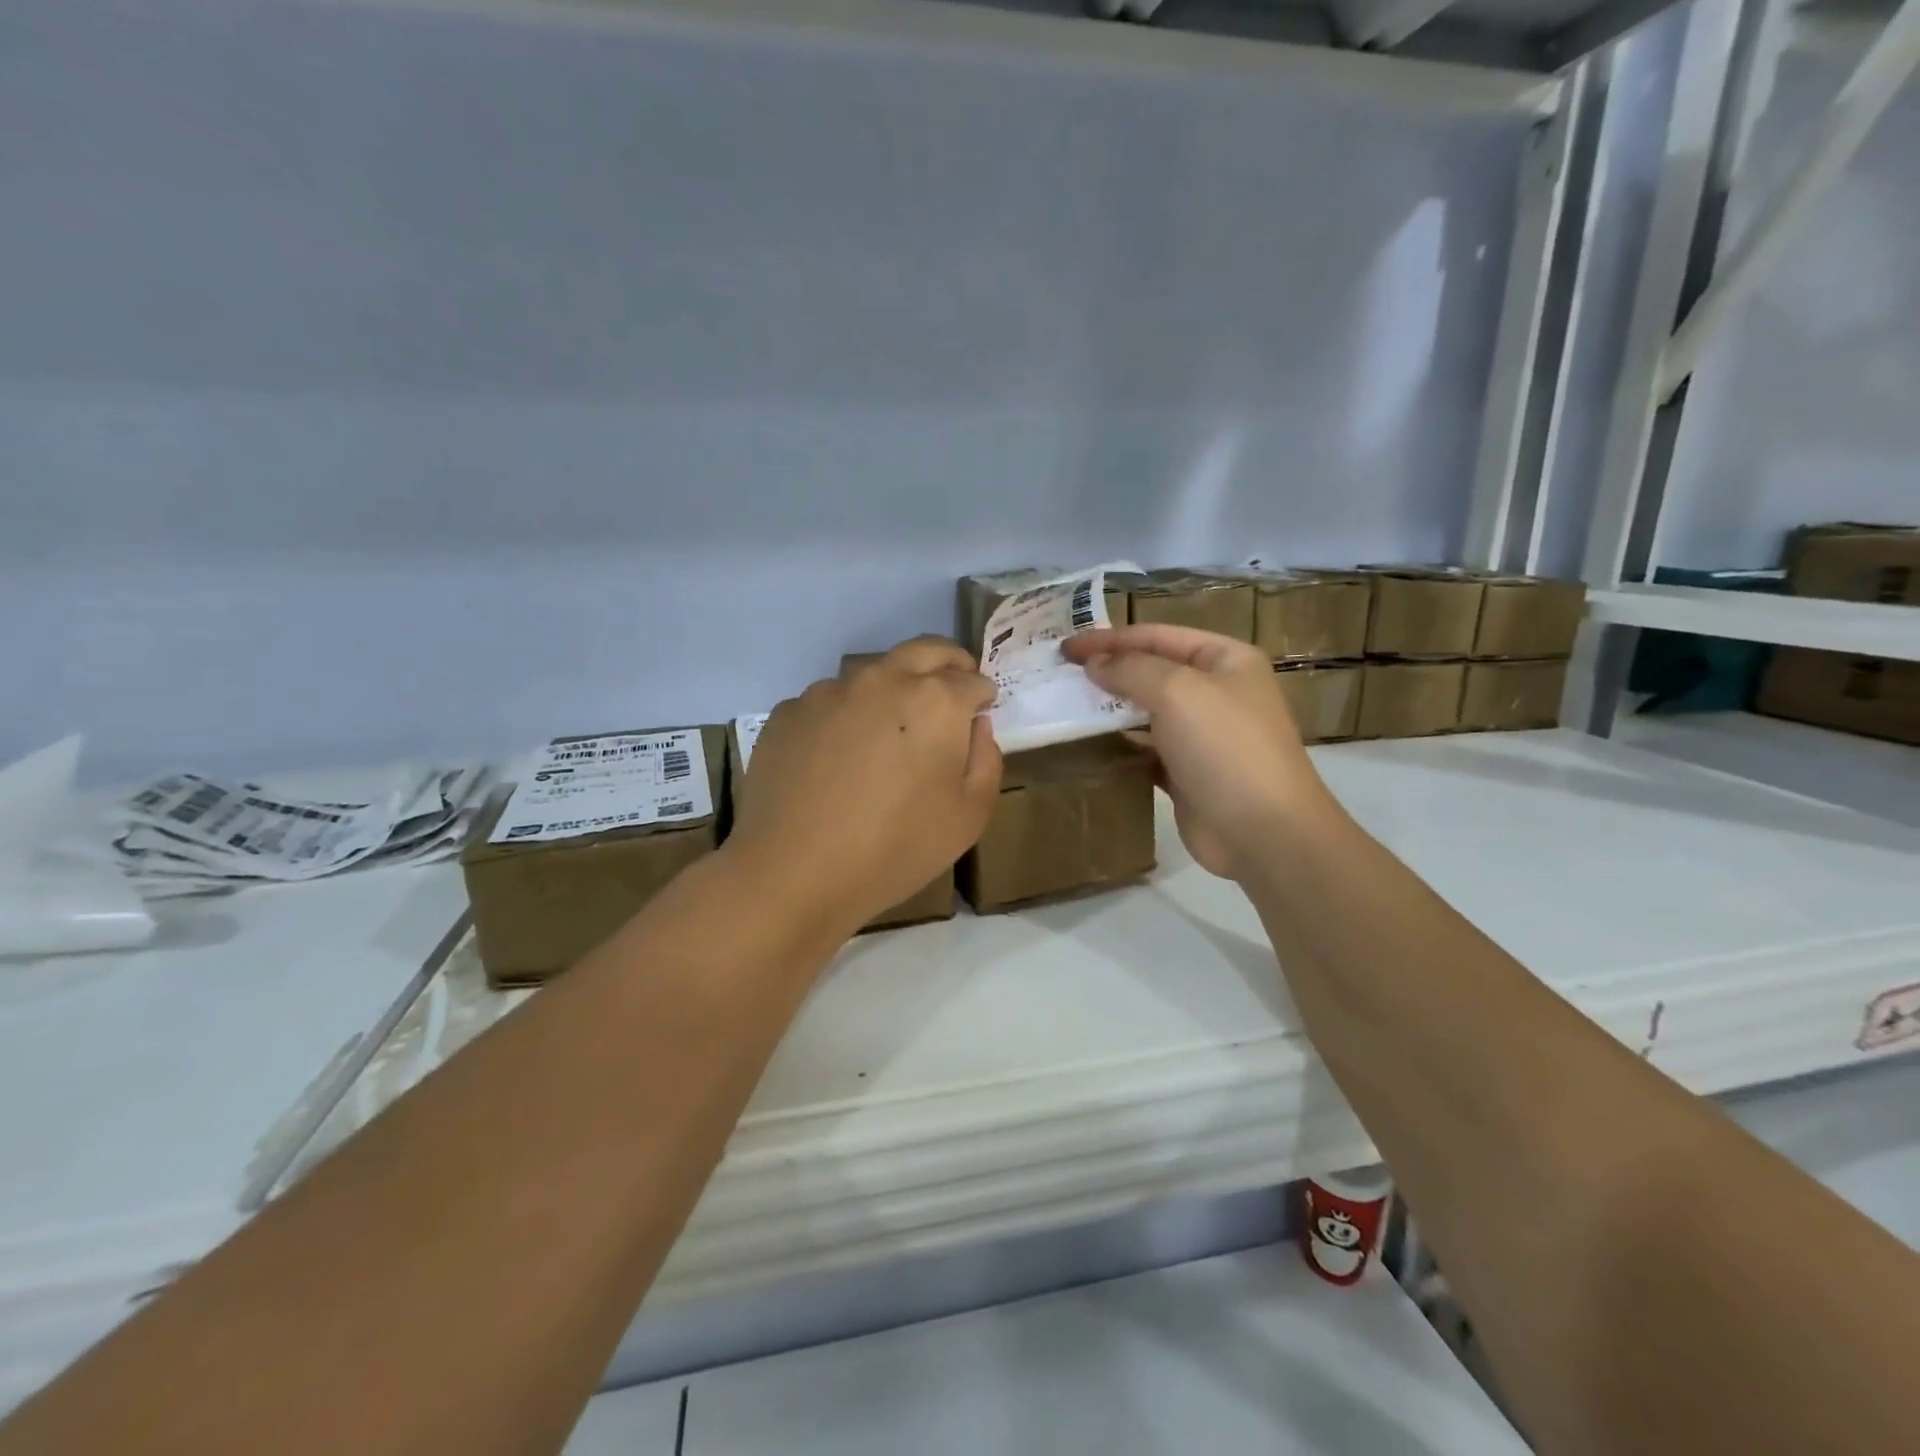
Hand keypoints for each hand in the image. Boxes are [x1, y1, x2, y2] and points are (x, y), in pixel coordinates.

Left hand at [728, 638, 1001, 931]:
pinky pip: (828, 704)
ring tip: (885, 736)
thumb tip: (975, 726)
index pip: (972, 680)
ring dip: (890, 691)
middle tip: (951, 691)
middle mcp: (881, 679)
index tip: (982, 711)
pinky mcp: (788, 712)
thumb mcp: (968, 817)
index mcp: (934, 700)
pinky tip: (835, 760)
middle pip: (925, 651)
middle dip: (947, 664)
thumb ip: (986, 760)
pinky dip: (843, 718)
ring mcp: (828, 691)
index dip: (983, 696)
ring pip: (872, 675)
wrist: (793, 872)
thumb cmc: (895, 849)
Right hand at [1063, 625, 1332, 879]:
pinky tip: (1089, 745)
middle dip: (1108, 670)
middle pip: (1151, 670)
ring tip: (1066, 706)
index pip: (1157, 635)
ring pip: (1146, 711)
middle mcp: (1216, 691)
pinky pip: (1145, 749)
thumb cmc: (1224, 747)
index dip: (1109, 638)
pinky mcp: (1187, 772)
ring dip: (1109, 708)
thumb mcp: (1177, 691)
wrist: (1262, 831)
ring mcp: (1202, 734)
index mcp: (1225, 659)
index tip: (1065, 648)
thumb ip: (1131, 669)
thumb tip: (1094, 663)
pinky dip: (1119, 745)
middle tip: (1060, 675)